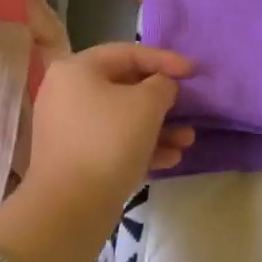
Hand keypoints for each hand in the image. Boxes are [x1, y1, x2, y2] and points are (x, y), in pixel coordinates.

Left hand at [23, 42, 196, 211]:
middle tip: (189, 106)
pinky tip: (171, 159)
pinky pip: (113, 142)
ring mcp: (68, 128)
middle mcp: (66, 93)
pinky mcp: (74, 159)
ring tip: (187, 140)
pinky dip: (141, 146)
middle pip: (124, 86)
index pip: (128, 53)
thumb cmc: (109, 141)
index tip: (194, 71)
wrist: (69, 209)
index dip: (165, 59)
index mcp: (77, 69)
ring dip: (158, 127)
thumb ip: (162, 84)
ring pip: (122, 118)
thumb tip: (162, 87)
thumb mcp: (147, 104)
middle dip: (162, 100)